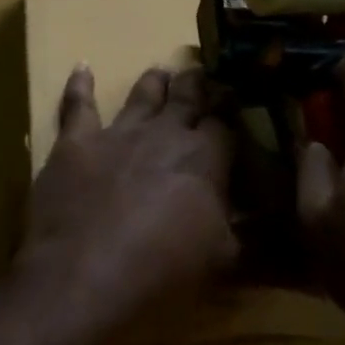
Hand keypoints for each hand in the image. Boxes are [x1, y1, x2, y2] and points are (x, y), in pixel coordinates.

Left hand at [26, 65, 236, 328]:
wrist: (83, 277)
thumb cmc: (161, 274)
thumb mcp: (222, 262)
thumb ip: (244, 233)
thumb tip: (268, 221)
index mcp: (204, 158)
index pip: (225, 123)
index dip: (231, 113)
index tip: (236, 104)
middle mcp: (164, 134)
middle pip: (186, 97)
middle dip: (197, 84)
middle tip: (203, 72)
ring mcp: (118, 134)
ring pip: (142, 94)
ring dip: (154, 82)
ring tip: (161, 72)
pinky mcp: (76, 143)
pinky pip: (77, 105)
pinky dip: (80, 85)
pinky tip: (82, 67)